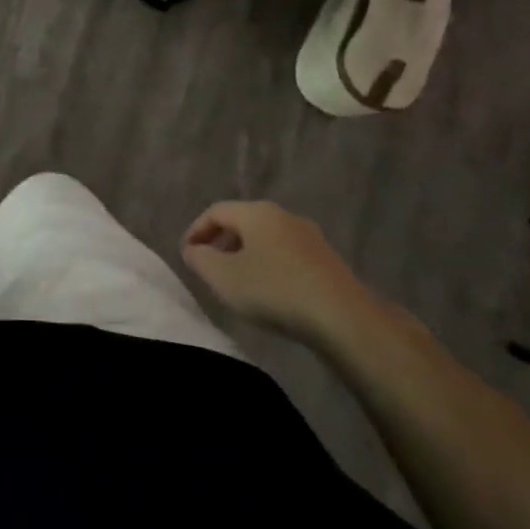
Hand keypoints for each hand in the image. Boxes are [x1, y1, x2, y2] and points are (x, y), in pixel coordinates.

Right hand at [181, 201, 372, 348]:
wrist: (343, 317)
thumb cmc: (274, 290)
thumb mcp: (223, 277)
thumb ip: (200, 260)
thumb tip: (192, 249)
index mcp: (256, 212)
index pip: (215, 211)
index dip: (195, 230)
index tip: (186, 255)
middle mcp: (282, 215)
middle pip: (242, 222)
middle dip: (221, 242)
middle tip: (208, 267)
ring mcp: (308, 236)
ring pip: (266, 239)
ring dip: (246, 255)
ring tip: (237, 282)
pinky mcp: (326, 260)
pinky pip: (286, 255)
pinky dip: (269, 266)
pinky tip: (269, 292)